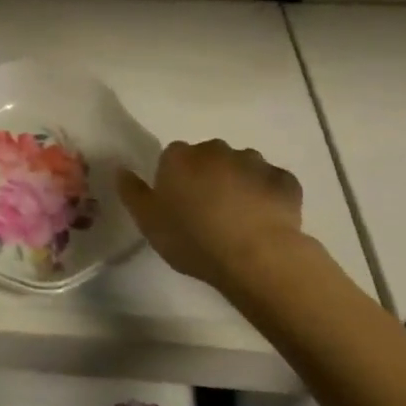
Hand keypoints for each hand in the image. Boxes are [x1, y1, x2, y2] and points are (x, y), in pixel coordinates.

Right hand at [117, 141, 313, 299]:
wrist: (256, 255)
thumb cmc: (193, 238)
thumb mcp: (148, 222)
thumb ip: (132, 192)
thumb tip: (121, 169)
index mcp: (179, 157)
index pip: (172, 157)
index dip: (176, 180)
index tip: (180, 205)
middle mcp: (215, 149)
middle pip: (208, 158)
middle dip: (209, 177)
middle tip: (210, 212)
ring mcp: (253, 162)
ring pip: (242, 167)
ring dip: (240, 183)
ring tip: (241, 218)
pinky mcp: (284, 180)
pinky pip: (273, 183)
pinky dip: (270, 195)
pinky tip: (267, 219)